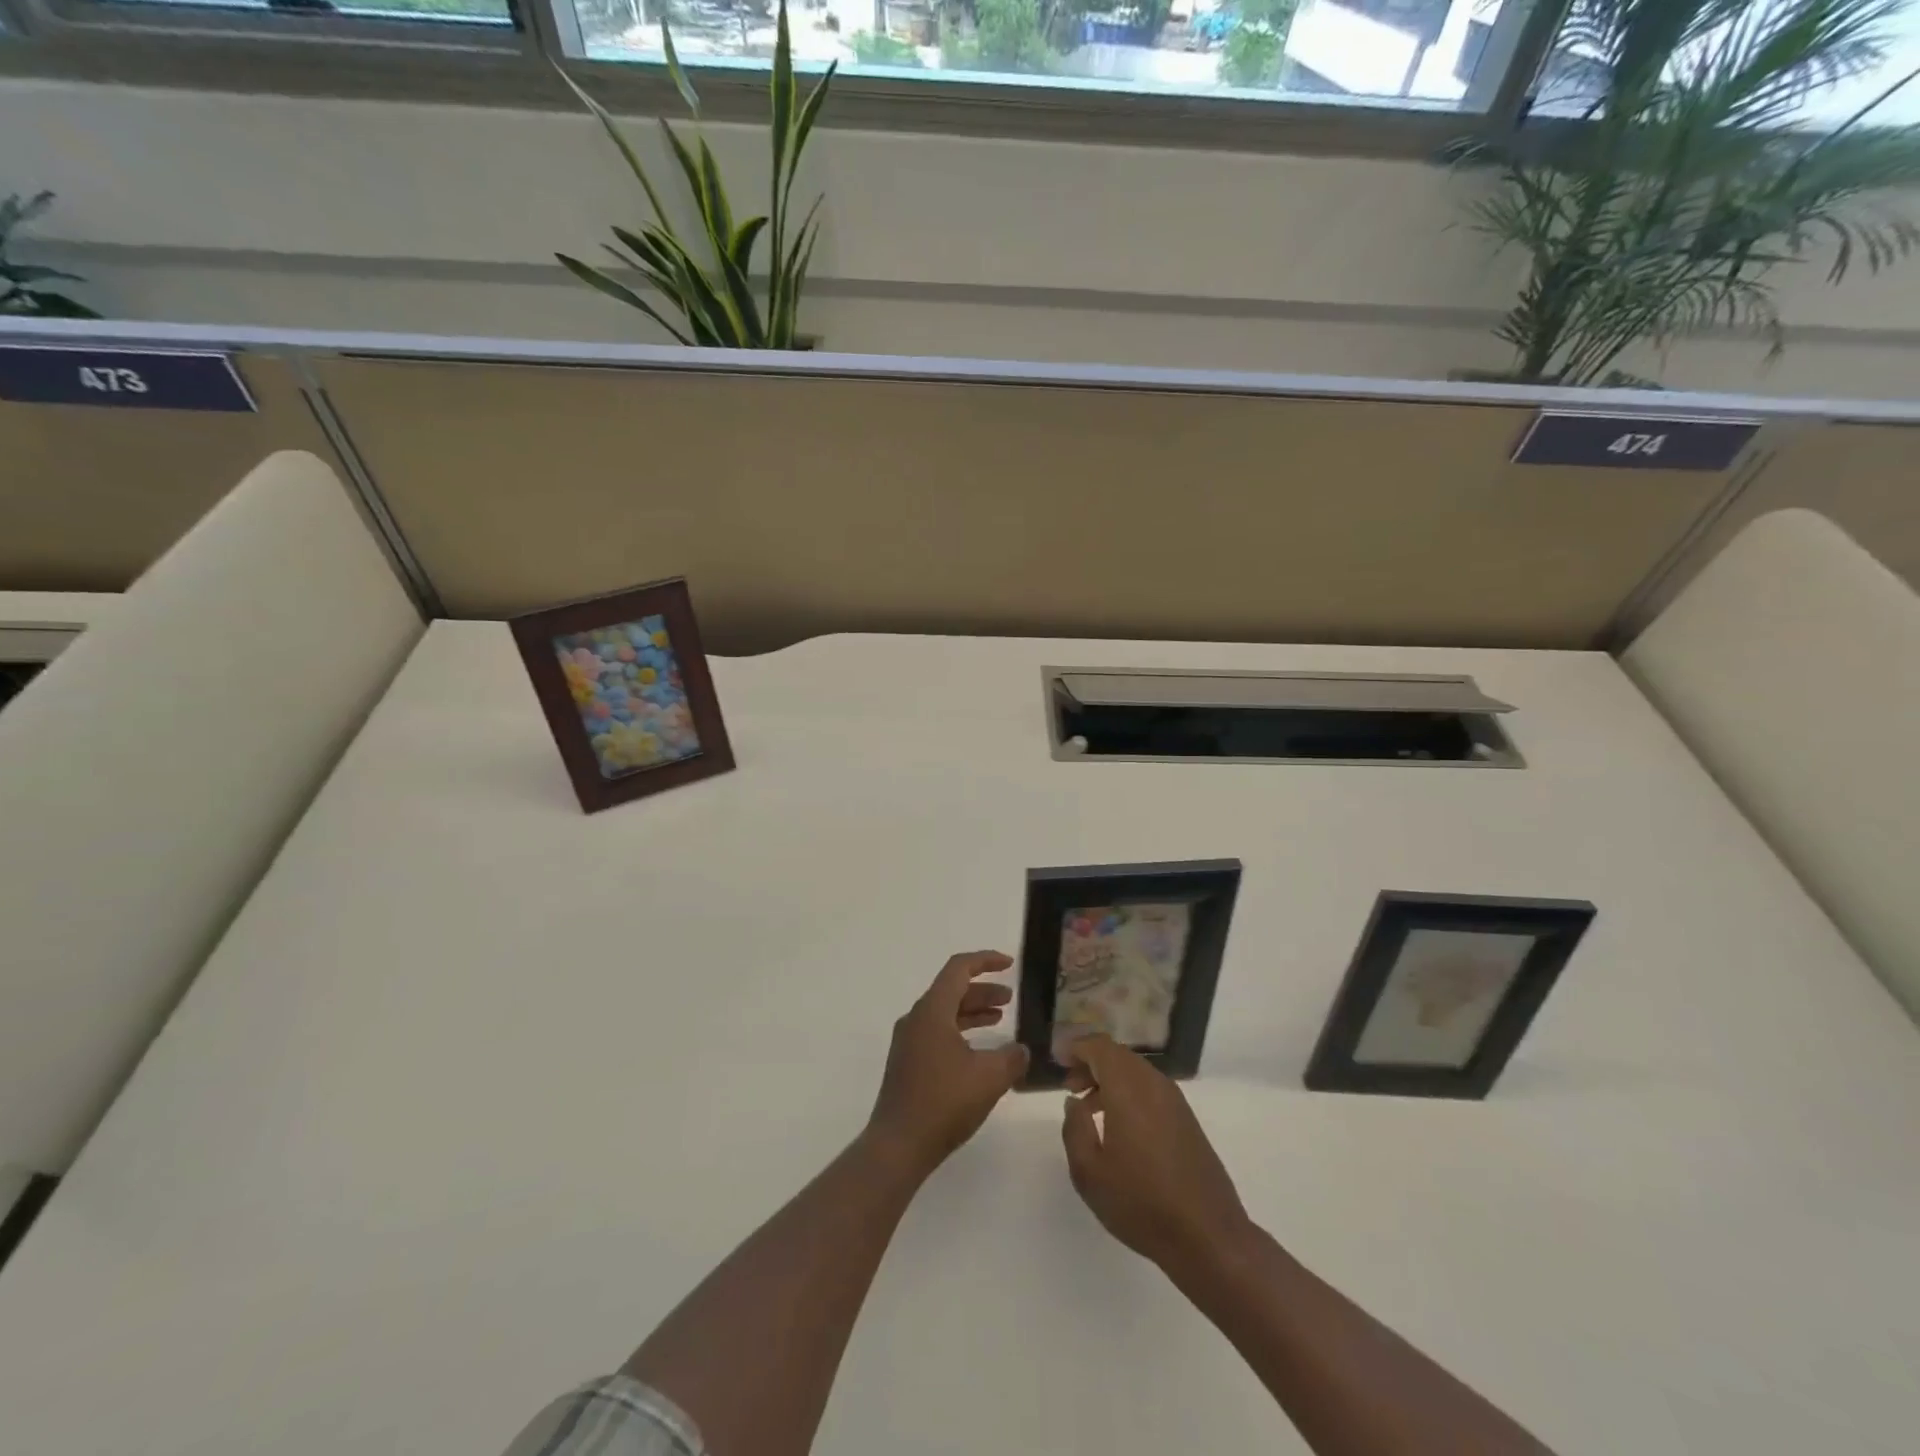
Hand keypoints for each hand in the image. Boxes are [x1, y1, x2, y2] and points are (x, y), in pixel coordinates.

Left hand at [867, 951, 1029, 1178]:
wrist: (898, 1145)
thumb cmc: (943, 1102)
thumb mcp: (989, 1078)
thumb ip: (1012, 1058)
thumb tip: (1021, 1050)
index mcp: (932, 1011)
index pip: (959, 969)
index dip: (985, 961)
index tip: (1009, 964)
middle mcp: (916, 1018)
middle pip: (951, 990)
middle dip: (983, 990)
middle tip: (1010, 999)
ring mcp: (909, 1041)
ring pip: (945, 1013)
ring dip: (972, 1012)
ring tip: (1000, 1020)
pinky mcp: (907, 1063)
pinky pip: (937, 1033)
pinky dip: (961, 1032)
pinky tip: (980, 1052)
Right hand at [1060, 1035, 1252, 1274]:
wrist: (1208, 1237)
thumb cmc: (1141, 1203)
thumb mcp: (1089, 1173)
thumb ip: (1075, 1129)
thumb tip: (1074, 1102)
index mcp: (1129, 1089)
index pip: (1100, 1047)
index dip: (1077, 1047)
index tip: (1059, 1060)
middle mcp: (1154, 1085)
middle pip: (1119, 1056)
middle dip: (1091, 1063)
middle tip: (1070, 1085)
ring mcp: (1175, 1101)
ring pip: (1136, 1072)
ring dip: (1110, 1079)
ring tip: (1089, 1107)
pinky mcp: (1187, 1120)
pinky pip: (1151, 1089)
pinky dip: (1129, 1093)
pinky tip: (1119, 1125)